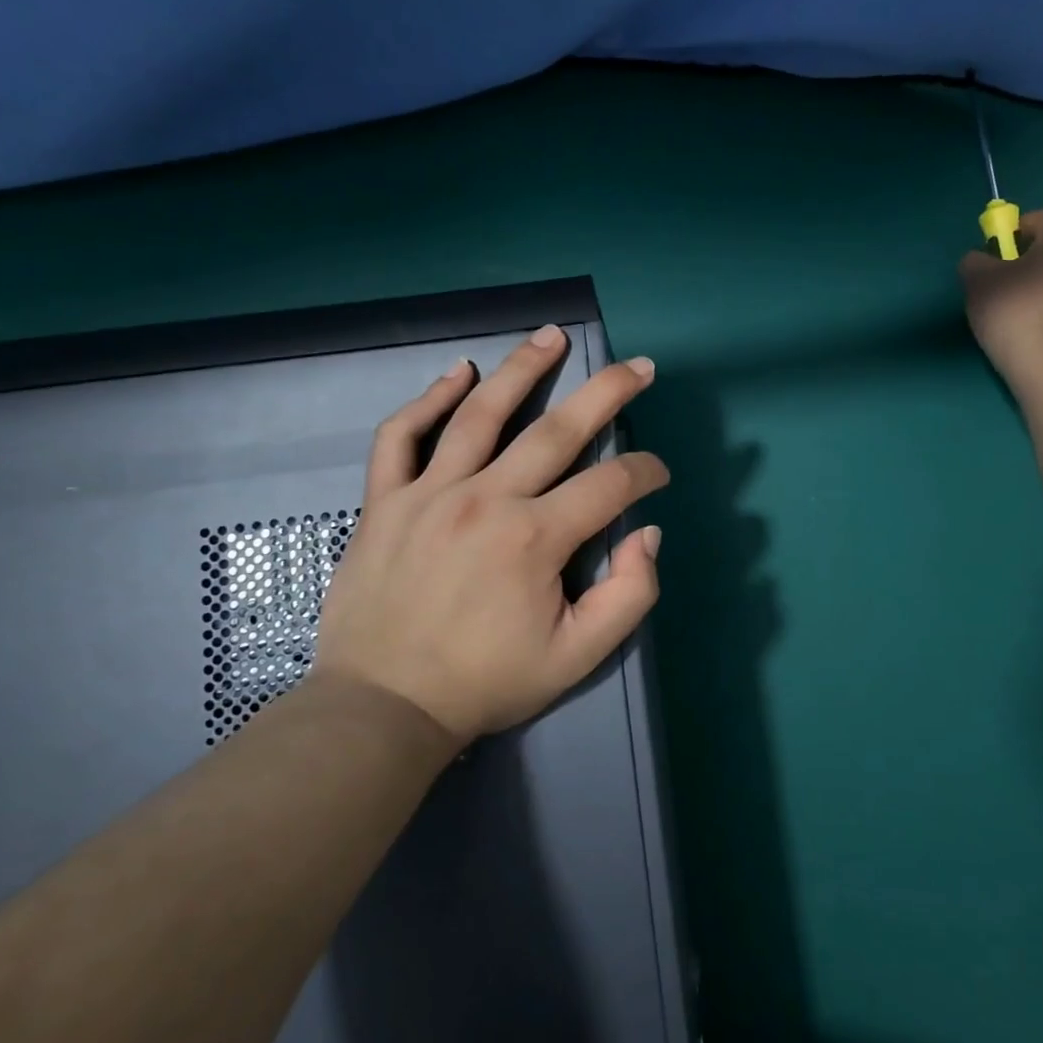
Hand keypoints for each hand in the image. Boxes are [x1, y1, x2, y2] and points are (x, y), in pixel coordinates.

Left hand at [313, 326, 668, 743]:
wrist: (383, 707)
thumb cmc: (487, 682)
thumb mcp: (578, 656)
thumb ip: (630, 594)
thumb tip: (647, 532)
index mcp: (535, 539)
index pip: (611, 485)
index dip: (646, 472)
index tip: (659, 474)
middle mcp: (485, 500)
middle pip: (557, 430)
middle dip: (608, 392)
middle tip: (639, 365)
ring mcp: (428, 494)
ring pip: (480, 414)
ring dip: (522, 369)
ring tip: (551, 336)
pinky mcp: (385, 501)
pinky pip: (401, 437)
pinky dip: (427, 401)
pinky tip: (457, 374)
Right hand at [959, 209, 1042, 383]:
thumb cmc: (1015, 311)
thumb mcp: (977, 281)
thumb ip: (975, 261)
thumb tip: (981, 261)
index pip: (1041, 218)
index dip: (1014, 230)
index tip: (995, 253)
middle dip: (1029, 261)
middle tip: (1001, 284)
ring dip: (1041, 287)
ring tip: (1015, 312)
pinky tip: (1033, 330)